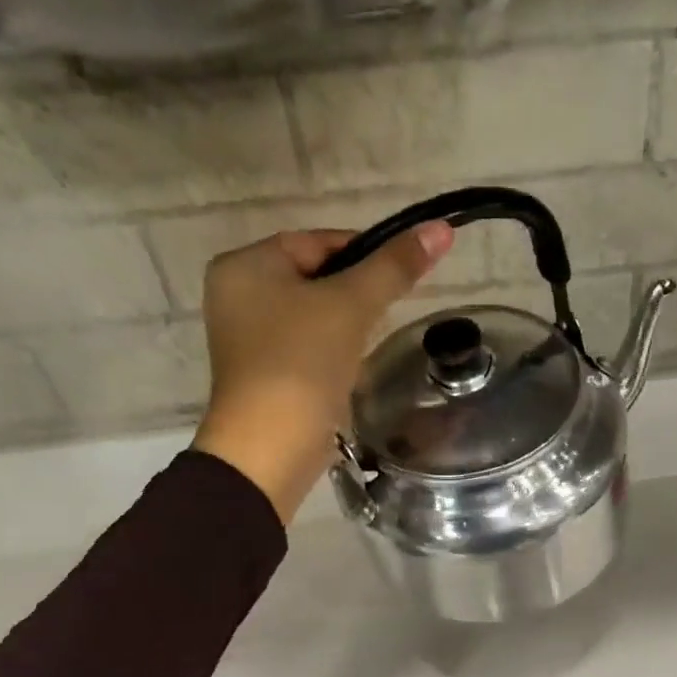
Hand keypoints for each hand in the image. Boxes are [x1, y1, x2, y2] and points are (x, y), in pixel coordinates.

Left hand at [193, 222, 452, 521]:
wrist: (270, 449)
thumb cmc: (302, 363)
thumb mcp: (351, 306)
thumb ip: (393, 267)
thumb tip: (439, 228)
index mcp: (245, 265)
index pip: (317, 242)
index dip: (365, 253)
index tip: (401, 275)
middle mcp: (237, 295)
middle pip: (315, 279)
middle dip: (355, 296)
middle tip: (386, 316)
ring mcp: (247, 340)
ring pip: (312, 317)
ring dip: (346, 328)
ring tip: (367, 347)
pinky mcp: (263, 377)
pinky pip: (305, 350)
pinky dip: (330, 355)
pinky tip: (347, 372)